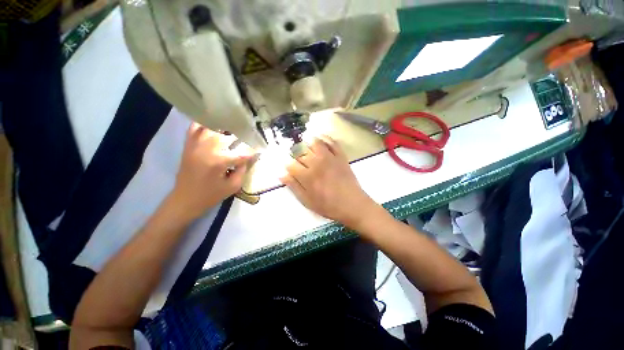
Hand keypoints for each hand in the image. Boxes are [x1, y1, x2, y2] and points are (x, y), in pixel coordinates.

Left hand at [172, 123, 255, 219]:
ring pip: (213, 127)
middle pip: (228, 134)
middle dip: (241, 135)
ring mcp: (195, 145)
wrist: (185, 200)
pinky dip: (206, 124)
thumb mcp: (233, 186)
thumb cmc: (211, 195)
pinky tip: (215, 126)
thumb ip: (243, 169)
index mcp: (219, 161)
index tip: (260, 149)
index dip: (253, 151)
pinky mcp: (188, 145)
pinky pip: (195, 128)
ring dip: (225, 127)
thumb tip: (250, 156)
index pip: (242, 152)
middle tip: (249, 137)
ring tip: (234, 129)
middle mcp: (207, 148)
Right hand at [280, 136, 378, 227]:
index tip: (290, 169)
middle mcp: (316, 163)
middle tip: (297, 160)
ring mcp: (330, 158)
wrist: (352, 204)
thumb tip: (282, 175)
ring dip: (307, 143)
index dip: (288, 166)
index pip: (291, 164)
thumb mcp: (307, 201)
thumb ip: (294, 187)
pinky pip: (332, 142)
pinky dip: (325, 138)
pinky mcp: (340, 156)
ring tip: (306, 147)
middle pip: (300, 152)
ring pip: (314, 143)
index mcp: (307, 176)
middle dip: (295, 155)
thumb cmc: (328, 206)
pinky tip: (320, 139)